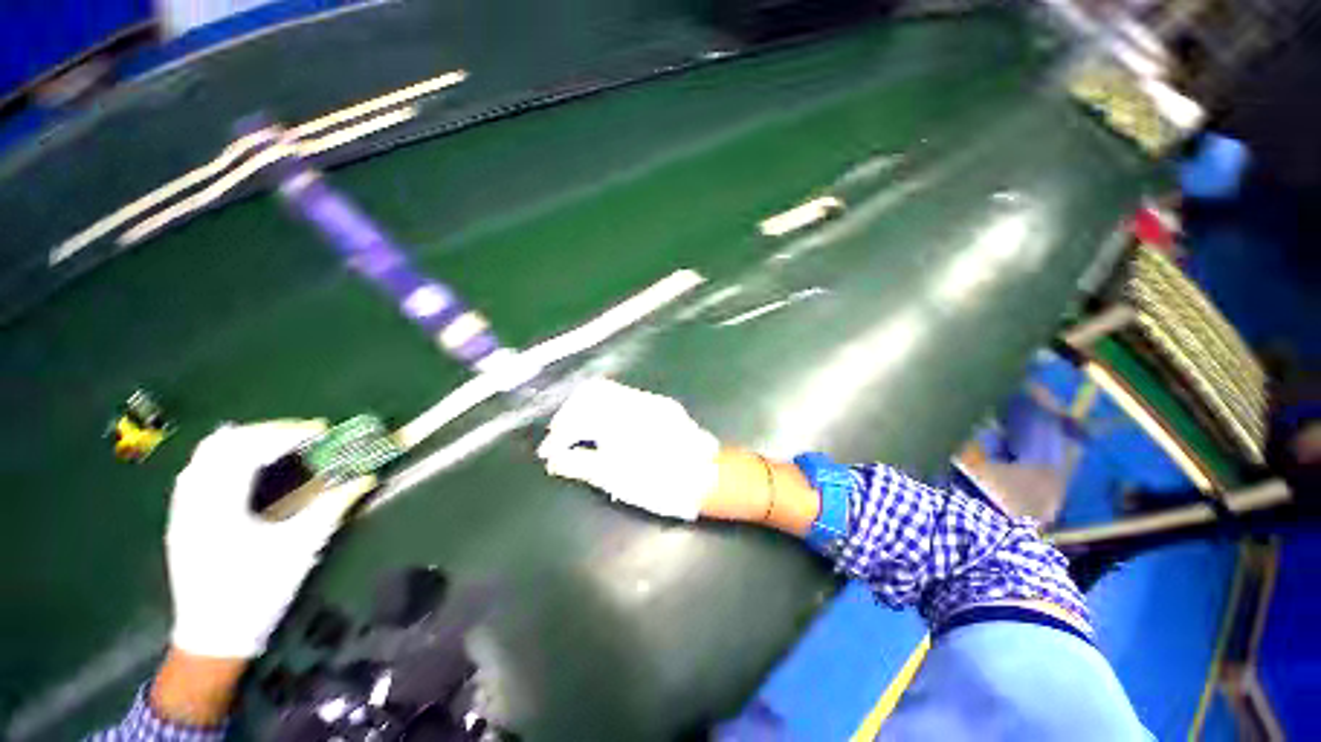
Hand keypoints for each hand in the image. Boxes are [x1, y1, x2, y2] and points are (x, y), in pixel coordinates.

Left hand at [166, 420, 373, 659]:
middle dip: (267, 431)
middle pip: (223, 442)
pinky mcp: (183, 517)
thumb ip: (333, 506)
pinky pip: (200, 469)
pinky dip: (229, 456)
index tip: (322, 430)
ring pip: (206, 454)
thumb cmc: (258, 593)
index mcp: (219, 507)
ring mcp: (182, 508)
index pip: (248, 449)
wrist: (213, 637)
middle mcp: (193, 500)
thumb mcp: (301, 549)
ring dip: (247, 441)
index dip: (287, 433)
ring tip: (281, 445)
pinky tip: (251, 467)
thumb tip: (366, 477)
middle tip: (304, 435)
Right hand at [537, 379, 719, 519]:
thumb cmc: (660, 482)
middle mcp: (634, 400)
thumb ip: (579, 464)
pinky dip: (607, 409)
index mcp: (621, 418)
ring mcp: (650, 399)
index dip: (558, 433)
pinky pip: (625, 396)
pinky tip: (604, 427)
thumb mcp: (615, 478)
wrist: (707, 477)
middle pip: (591, 391)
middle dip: (570, 412)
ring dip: (588, 408)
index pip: (578, 415)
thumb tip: (553, 460)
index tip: (549, 452)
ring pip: (608, 391)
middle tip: (560, 437)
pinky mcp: (661, 404)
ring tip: (578, 433)